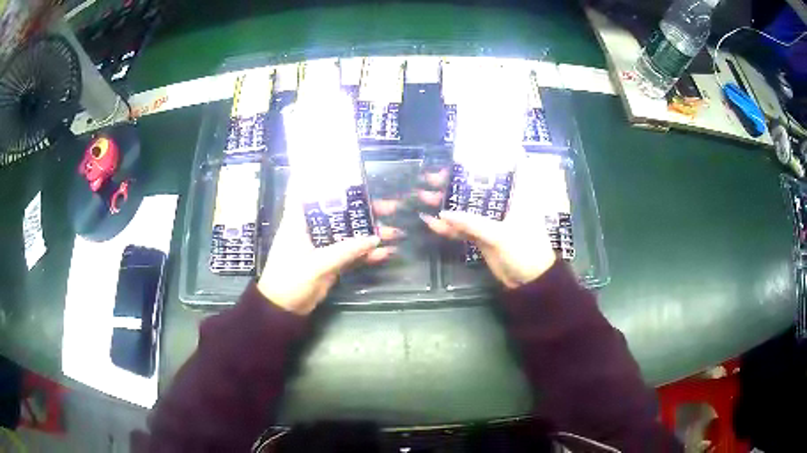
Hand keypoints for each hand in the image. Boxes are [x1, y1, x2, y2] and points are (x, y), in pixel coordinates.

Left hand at [258, 180, 396, 314]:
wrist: (284, 310)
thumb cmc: (290, 279)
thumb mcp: (316, 264)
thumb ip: (345, 252)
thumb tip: (375, 239)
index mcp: (299, 221)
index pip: (304, 190)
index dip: (318, 175)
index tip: (339, 165)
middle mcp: (312, 228)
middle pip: (339, 211)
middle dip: (363, 208)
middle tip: (390, 206)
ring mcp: (323, 246)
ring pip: (350, 233)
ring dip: (371, 233)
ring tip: (396, 232)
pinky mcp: (331, 262)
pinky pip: (352, 254)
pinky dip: (367, 254)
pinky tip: (385, 253)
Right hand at [420, 165, 555, 288]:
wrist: (529, 282)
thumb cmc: (525, 251)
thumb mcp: (500, 236)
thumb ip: (472, 224)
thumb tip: (442, 213)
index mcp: (516, 194)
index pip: (508, 165)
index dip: (492, 152)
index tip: (471, 145)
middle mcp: (503, 202)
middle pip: (477, 184)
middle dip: (454, 180)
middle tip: (431, 176)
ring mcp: (491, 219)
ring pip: (467, 205)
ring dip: (447, 202)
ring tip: (423, 196)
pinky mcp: (483, 234)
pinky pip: (463, 227)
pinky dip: (449, 227)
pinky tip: (430, 223)